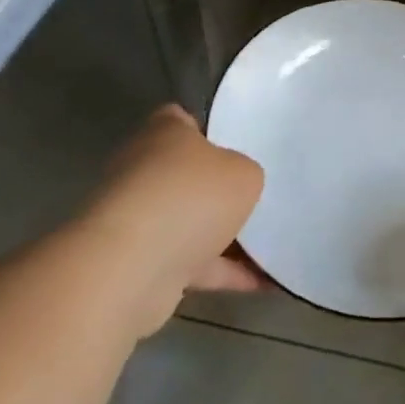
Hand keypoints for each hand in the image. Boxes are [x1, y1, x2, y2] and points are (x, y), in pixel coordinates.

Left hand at [86, 104, 265, 329]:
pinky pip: (193, 264)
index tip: (240, 145)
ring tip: (274, 243)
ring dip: (225, 236)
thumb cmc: (191, 197)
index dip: (210, 131)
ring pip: (189, 222)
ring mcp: (138, 220)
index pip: (182, 121)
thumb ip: (245, 173)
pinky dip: (225, 274)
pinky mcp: (140, 264)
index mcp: (163, 133)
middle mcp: (143, 171)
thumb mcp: (243, 173)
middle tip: (260, 194)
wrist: (131, 269)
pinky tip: (266, 282)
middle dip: (219, 188)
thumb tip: (236, 185)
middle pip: (187, 174)